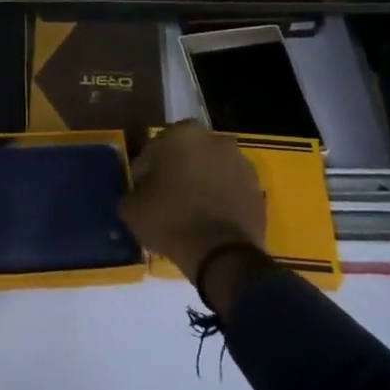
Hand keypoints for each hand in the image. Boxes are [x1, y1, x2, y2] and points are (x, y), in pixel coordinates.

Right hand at [120, 119, 266, 283]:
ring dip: (201, 181)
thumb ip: (132, 190)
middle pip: (187, 153)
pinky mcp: (257, 187)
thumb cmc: (172, 221)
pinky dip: (221, 196)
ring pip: (211, 168)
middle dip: (177, 169)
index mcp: (182, 134)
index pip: (154, 148)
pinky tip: (210, 218)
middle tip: (166, 197)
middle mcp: (214, 139)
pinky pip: (230, 187)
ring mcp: (240, 162)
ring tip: (191, 210)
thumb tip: (138, 191)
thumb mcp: (132, 209)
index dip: (145, 170)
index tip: (142, 190)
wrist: (222, 255)